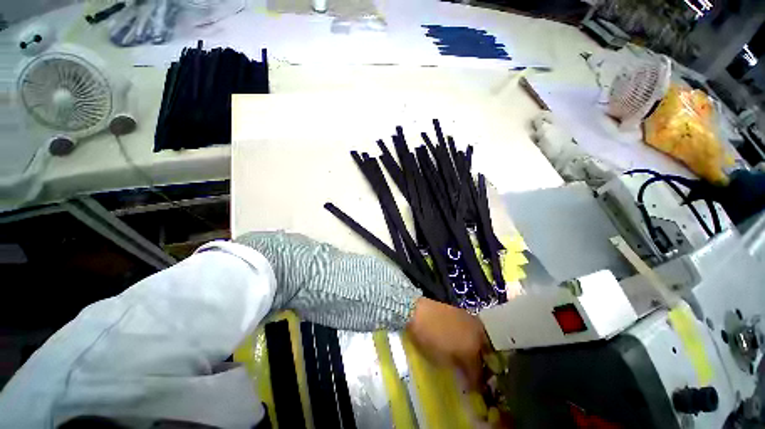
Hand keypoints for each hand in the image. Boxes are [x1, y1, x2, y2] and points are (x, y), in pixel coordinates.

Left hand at [406, 298, 489, 388]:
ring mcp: (471, 320)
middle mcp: (477, 334)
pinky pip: (472, 328)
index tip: (470, 389)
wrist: (418, 308)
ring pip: (480, 339)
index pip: (477, 372)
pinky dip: (470, 336)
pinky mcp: (464, 311)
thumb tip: (463, 373)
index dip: (474, 383)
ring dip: (476, 349)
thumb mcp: (440, 359)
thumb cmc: (427, 336)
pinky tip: (462, 339)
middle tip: (470, 371)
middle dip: (478, 364)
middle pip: (483, 354)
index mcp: (472, 350)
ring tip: (466, 355)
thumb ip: (455, 368)